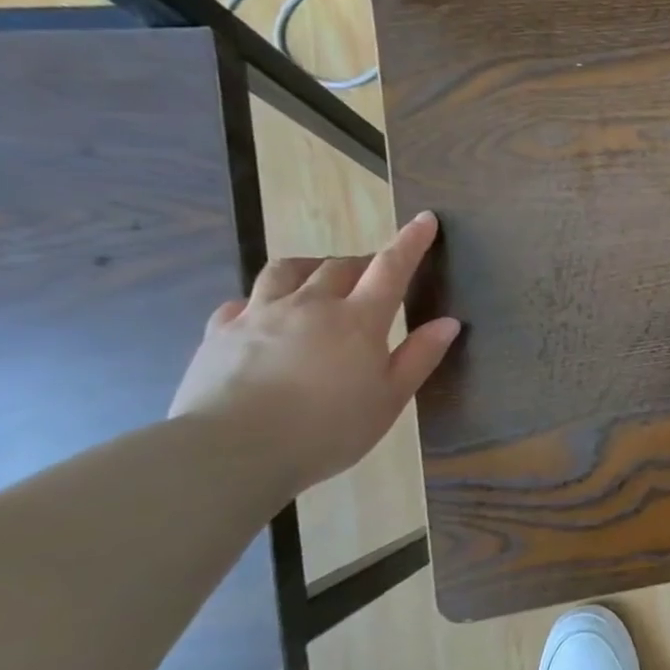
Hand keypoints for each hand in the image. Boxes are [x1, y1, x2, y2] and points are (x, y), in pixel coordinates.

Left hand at [170, 212, 461, 495]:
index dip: (410, 242)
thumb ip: (419, 357)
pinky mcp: (221, 332)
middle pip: (339, 266)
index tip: (424, 219)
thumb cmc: (327, 429)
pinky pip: (244, 301)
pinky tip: (266, 314)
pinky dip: (264, 299)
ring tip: (320, 278)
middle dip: (361, 262)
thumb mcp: (389, 399)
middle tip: (374, 274)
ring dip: (311, 267)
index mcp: (357, 320)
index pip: (391, 268)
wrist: (231, 451)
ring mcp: (260, 314)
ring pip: (286, 271)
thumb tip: (448, 322)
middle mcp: (310, 305)